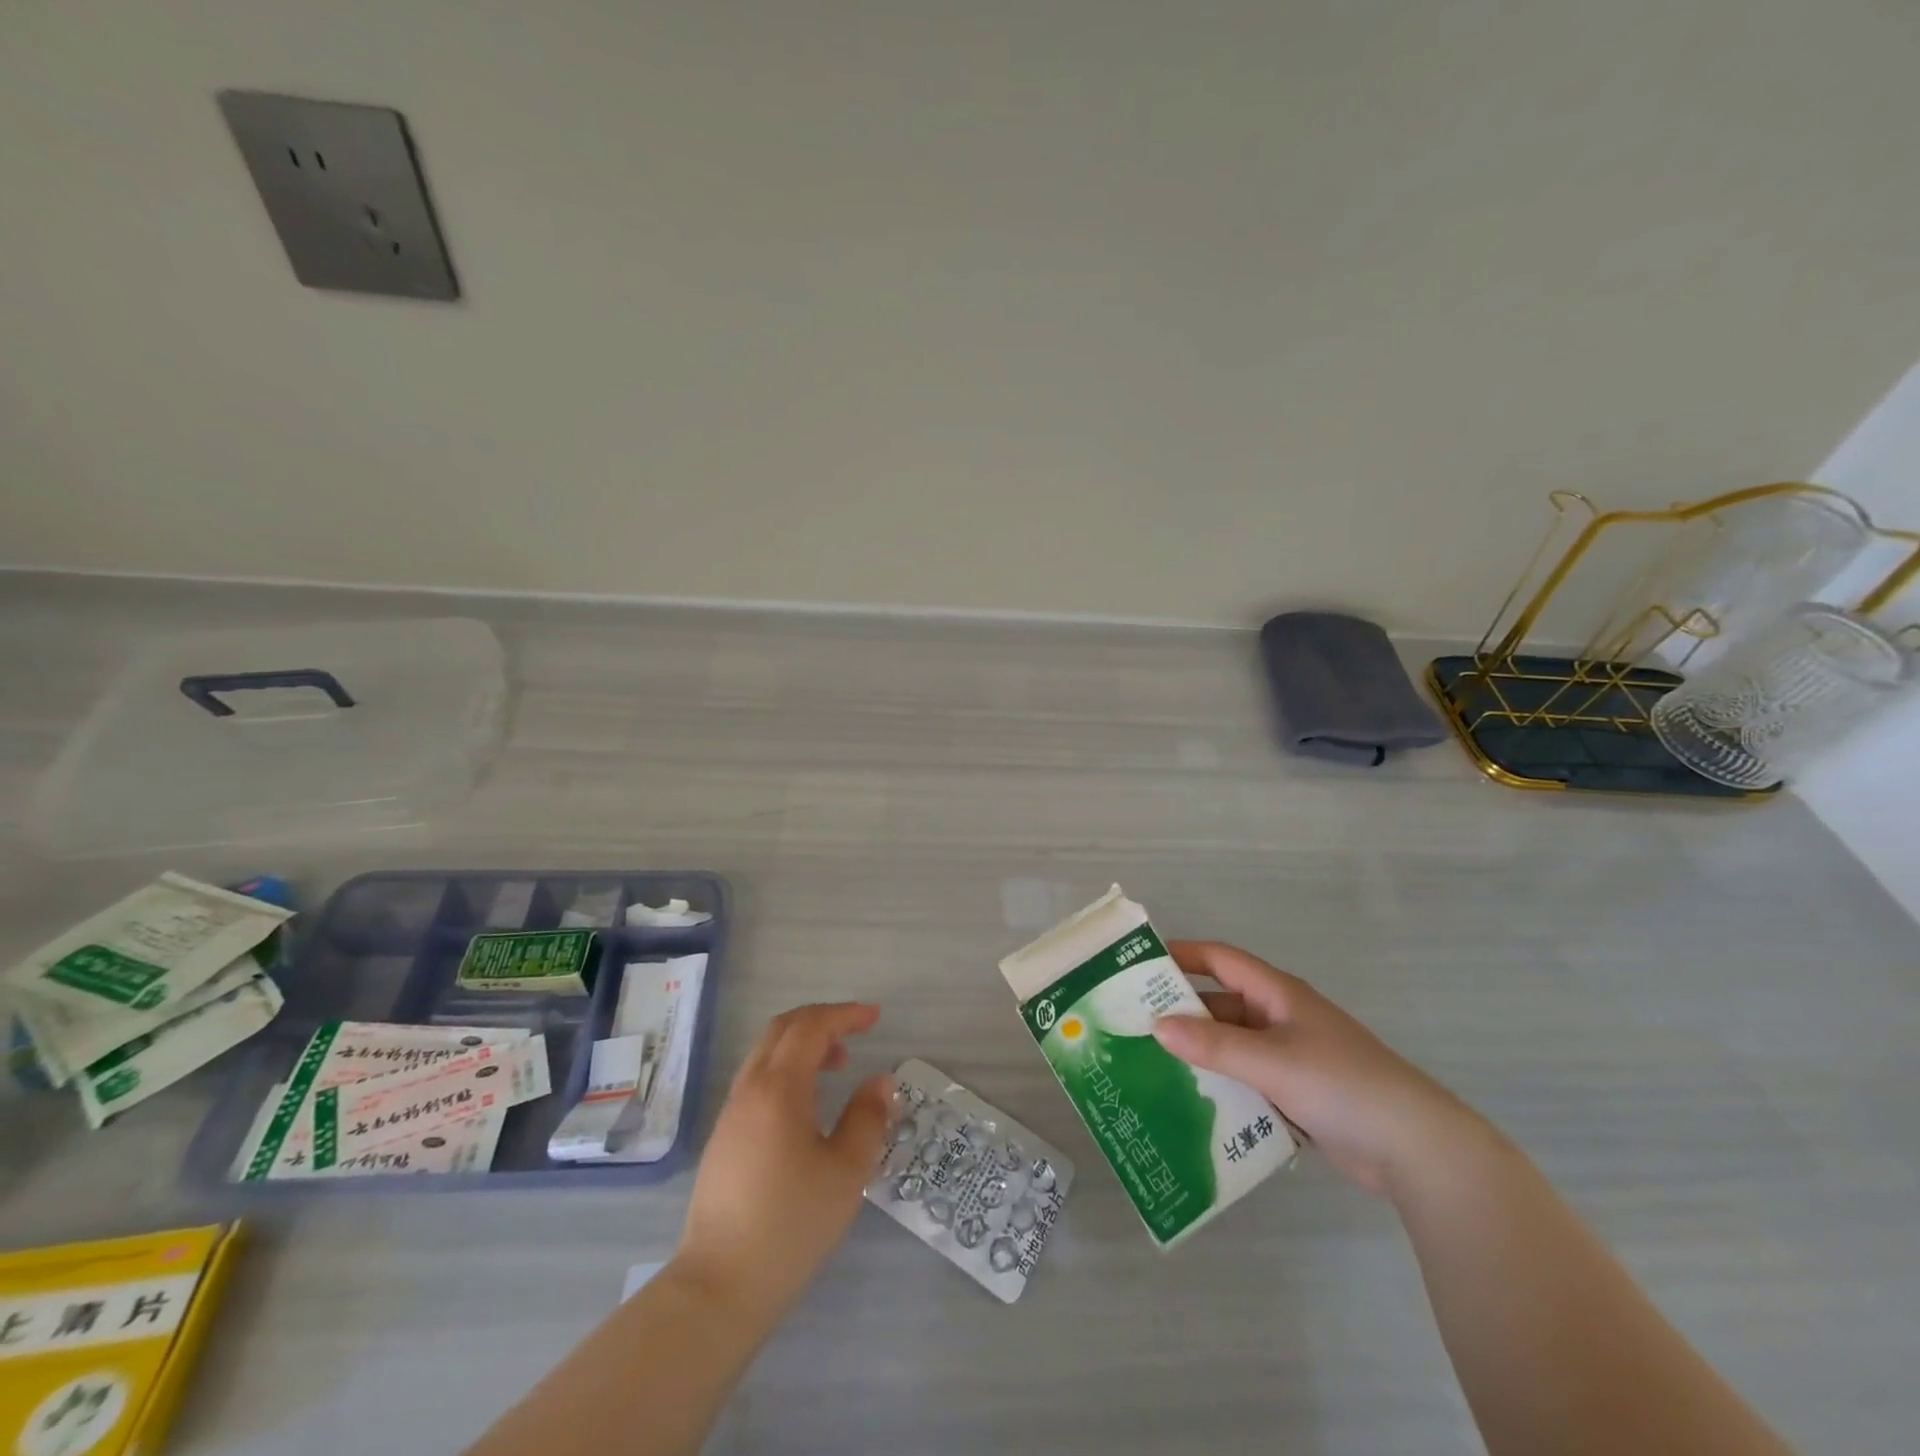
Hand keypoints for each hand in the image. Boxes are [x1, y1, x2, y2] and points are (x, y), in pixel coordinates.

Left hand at [674, 1003, 889, 1322]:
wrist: (719, 1286)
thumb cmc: (790, 1225)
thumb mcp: (846, 1172)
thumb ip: (867, 1118)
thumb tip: (881, 1081)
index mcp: (779, 1089)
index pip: (811, 1027)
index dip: (845, 1015)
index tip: (875, 1017)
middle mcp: (750, 1088)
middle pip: (783, 1029)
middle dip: (822, 1020)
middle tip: (857, 1031)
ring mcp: (731, 1112)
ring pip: (766, 1052)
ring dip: (803, 1044)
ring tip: (839, 1064)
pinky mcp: (724, 1136)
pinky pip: (757, 1077)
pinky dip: (787, 1067)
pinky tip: (807, 1102)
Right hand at [1152, 941, 1484, 1195]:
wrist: (1417, 1150)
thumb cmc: (1342, 1086)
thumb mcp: (1272, 1061)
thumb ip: (1213, 1045)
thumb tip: (1155, 1026)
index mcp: (1277, 994)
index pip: (1219, 959)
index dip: (1181, 955)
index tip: (1137, 965)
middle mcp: (1280, 1017)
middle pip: (1220, 1004)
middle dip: (1180, 1012)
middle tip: (1132, 1026)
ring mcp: (1290, 1056)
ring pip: (1231, 1045)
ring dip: (1198, 1053)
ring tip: (1151, 1067)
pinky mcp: (1297, 1093)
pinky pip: (1246, 1079)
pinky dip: (1221, 1085)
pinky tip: (1192, 1103)